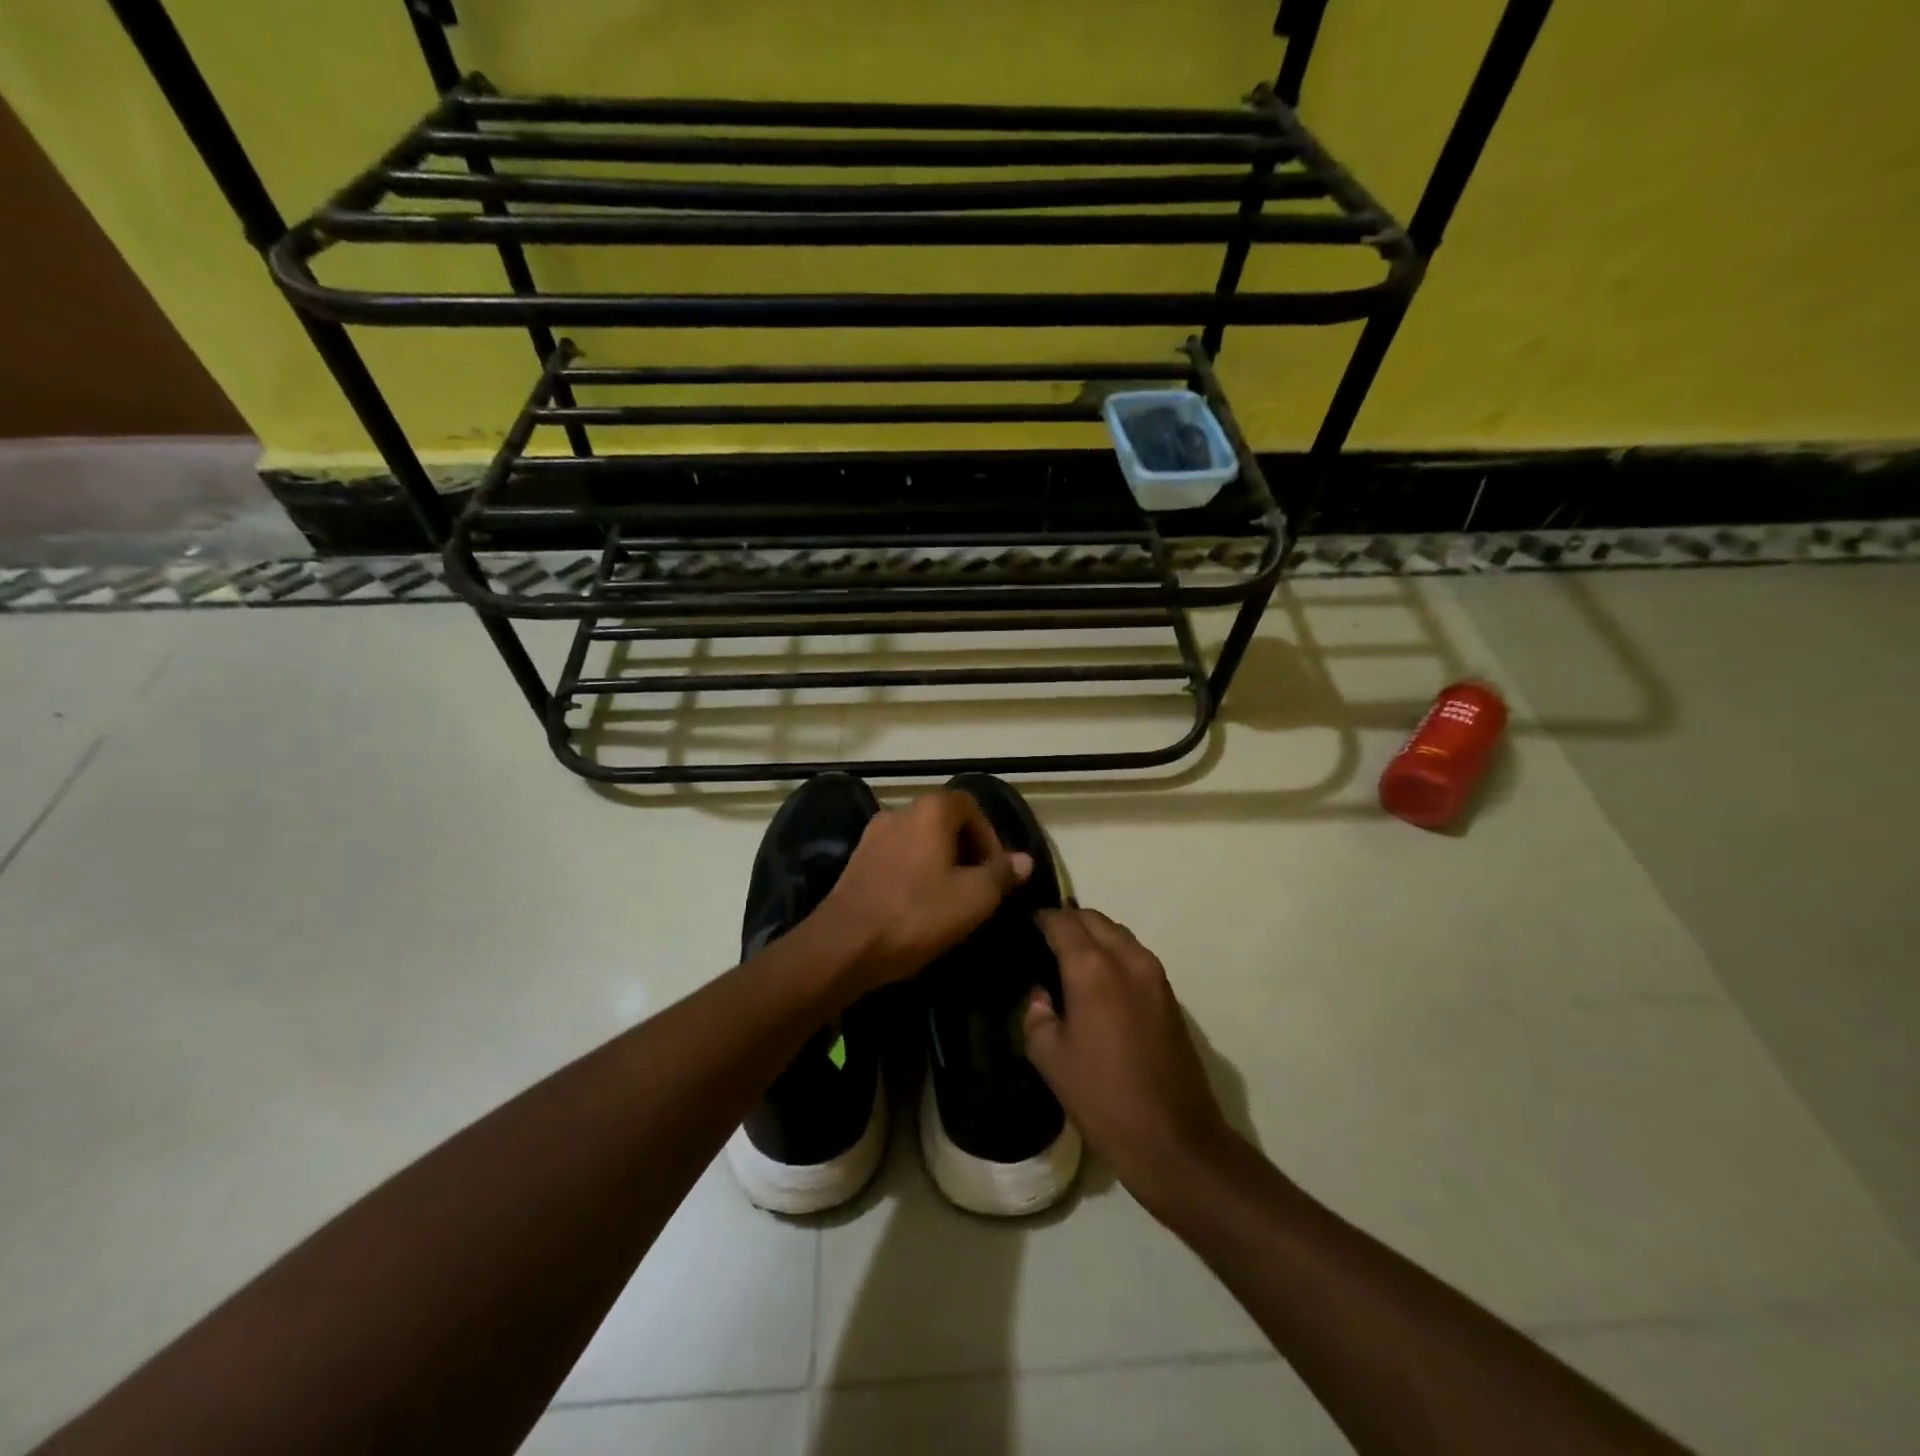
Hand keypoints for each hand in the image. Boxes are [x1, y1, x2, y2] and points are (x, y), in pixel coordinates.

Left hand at [813, 790, 1032, 994]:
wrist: (843, 945)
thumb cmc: (916, 915)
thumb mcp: (972, 899)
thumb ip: (1001, 874)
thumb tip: (1024, 860)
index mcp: (930, 811)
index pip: (971, 806)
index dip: (990, 836)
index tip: (997, 871)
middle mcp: (900, 812)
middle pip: (944, 821)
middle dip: (967, 850)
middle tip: (979, 886)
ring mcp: (873, 835)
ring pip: (920, 840)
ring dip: (941, 862)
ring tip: (952, 898)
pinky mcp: (856, 860)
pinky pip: (898, 856)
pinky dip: (916, 871)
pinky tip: (919, 904)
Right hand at [1024, 908, 1237, 1213]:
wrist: (1175, 1140)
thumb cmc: (1103, 1098)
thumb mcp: (1050, 1059)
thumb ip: (1036, 1015)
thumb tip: (1041, 995)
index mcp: (1092, 969)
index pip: (1062, 922)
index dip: (1040, 919)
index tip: (1024, 927)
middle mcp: (1127, 958)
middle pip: (1094, 919)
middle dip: (1068, 922)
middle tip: (1045, 942)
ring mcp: (1154, 974)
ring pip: (1118, 934)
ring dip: (1094, 936)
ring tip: (1070, 960)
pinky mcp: (1170, 994)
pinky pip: (1135, 955)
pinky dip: (1113, 954)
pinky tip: (1098, 982)